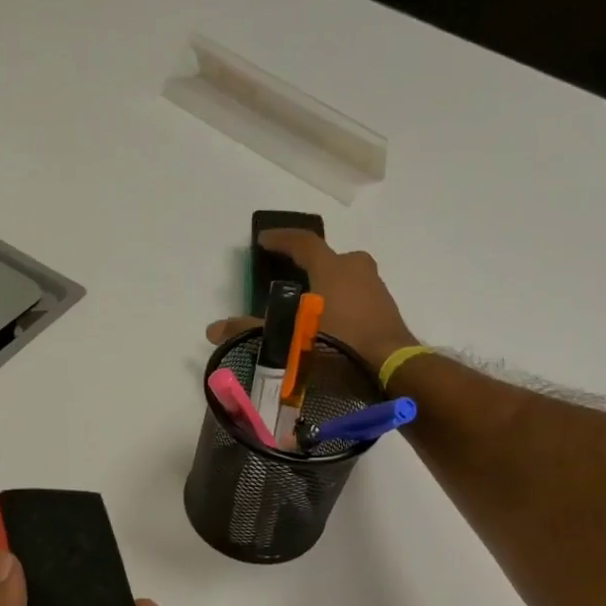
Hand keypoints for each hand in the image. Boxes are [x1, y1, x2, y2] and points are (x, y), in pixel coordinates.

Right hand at [208, 229, 418, 372]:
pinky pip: (358, 296)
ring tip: (310, 305)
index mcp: (333, 267)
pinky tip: (333, 323)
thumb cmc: (340, 345)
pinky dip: (343, 302)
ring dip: (328, 285)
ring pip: (346, 276)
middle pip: (329, 258)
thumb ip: (252, 331)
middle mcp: (357, 268)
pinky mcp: (386, 309)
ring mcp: (376, 287)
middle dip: (309, 265)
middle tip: (291, 278)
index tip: (264, 240)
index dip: (281, 239)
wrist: (392, 367)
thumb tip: (212, 329)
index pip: (302, 243)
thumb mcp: (291, 339)